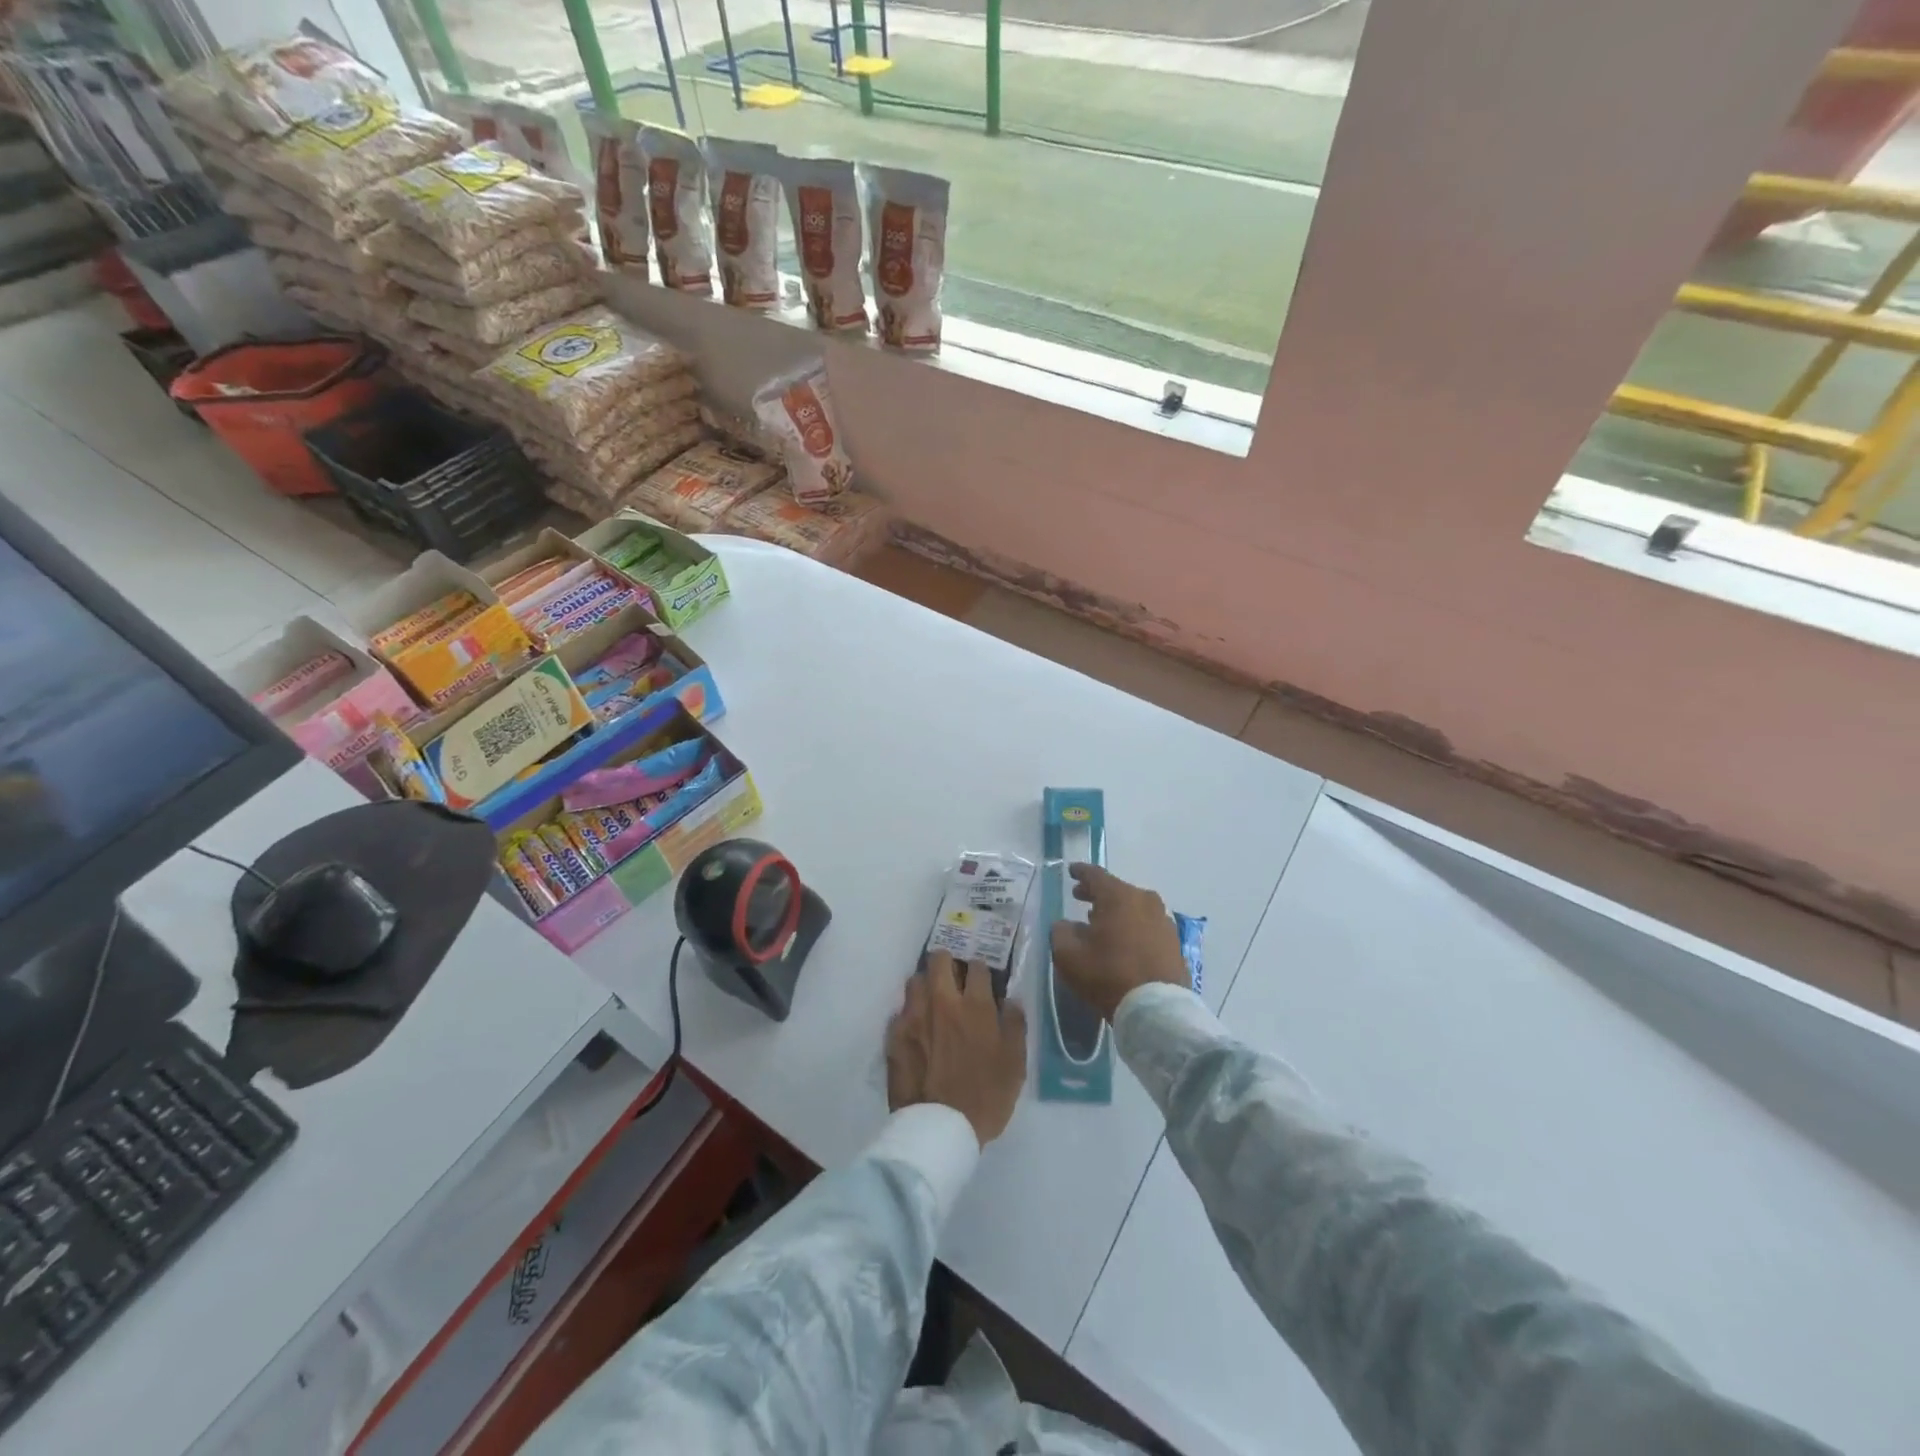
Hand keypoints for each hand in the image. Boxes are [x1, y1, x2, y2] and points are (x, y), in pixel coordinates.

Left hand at [885, 952, 1027, 1146]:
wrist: (939, 1128)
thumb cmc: (985, 1097)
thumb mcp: (1015, 1065)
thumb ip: (1014, 1026)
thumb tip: (1010, 1000)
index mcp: (975, 1006)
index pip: (977, 967)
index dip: (980, 970)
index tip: (981, 980)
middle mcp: (943, 1002)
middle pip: (939, 960)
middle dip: (947, 963)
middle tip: (952, 978)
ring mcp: (915, 1016)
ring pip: (915, 980)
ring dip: (925, 985)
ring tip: (931, 1000)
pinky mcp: (894, 1034)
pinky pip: (901, 1011)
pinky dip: (909, 1014)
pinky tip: (916, 1029)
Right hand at [1049, 864, 1189, 1022]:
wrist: (1156, 1008)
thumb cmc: (1108, 975)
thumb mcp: (1069, 955)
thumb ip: (1061, 932)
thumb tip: (1065, 925)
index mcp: (1118, 896)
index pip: (1095, 875)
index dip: (1080, 872)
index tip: (1071, 871)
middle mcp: (1144, 900)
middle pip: (1116, 890)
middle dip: (1097, 894)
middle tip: (1080, 897)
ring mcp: (1163, 920)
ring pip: (1134, 907)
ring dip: (1117, 912)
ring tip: (1101, 923)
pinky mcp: (1174, 942)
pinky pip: (1147, 925)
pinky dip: (1133, 927)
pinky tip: (1124, 942)